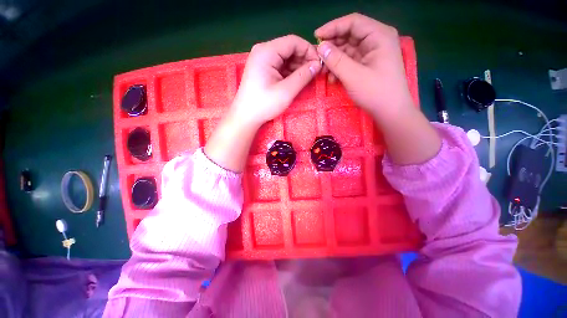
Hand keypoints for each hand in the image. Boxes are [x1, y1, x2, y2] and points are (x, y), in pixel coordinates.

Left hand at [205, 35, 320, 171]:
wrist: (246, 116)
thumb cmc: (264, 104)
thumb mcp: (286, 91)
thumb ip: (303, 76)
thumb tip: (317, 65)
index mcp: (267, 51)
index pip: (293, 41)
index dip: (309, 50)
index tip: (319, 64)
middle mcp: (263, 51)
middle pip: (289, 48)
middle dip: (304, 59)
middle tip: (315, 72)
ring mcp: (262, 60)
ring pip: (286, 57)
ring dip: (298, 66)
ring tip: (308, 77)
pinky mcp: (263, 69)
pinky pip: (280, 65)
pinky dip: (290, 72)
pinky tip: (297, 79)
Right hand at [316, 13, 439, 164]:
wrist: (390, 112)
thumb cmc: (375, 93)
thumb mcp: (353, 76)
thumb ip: (336, 60)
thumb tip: (320, 47)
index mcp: (379, 35)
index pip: (353, 23)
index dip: (333, 27)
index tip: (316, 37)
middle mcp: (377, 40)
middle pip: (350, 36)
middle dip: (333, 47)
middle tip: (318, 58)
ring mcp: (373, 53)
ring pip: (349, 50)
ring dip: (335, 60)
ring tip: (323, 71)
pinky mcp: (368, 65)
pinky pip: (351, 61)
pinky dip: (340, 68)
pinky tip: (333, 78)